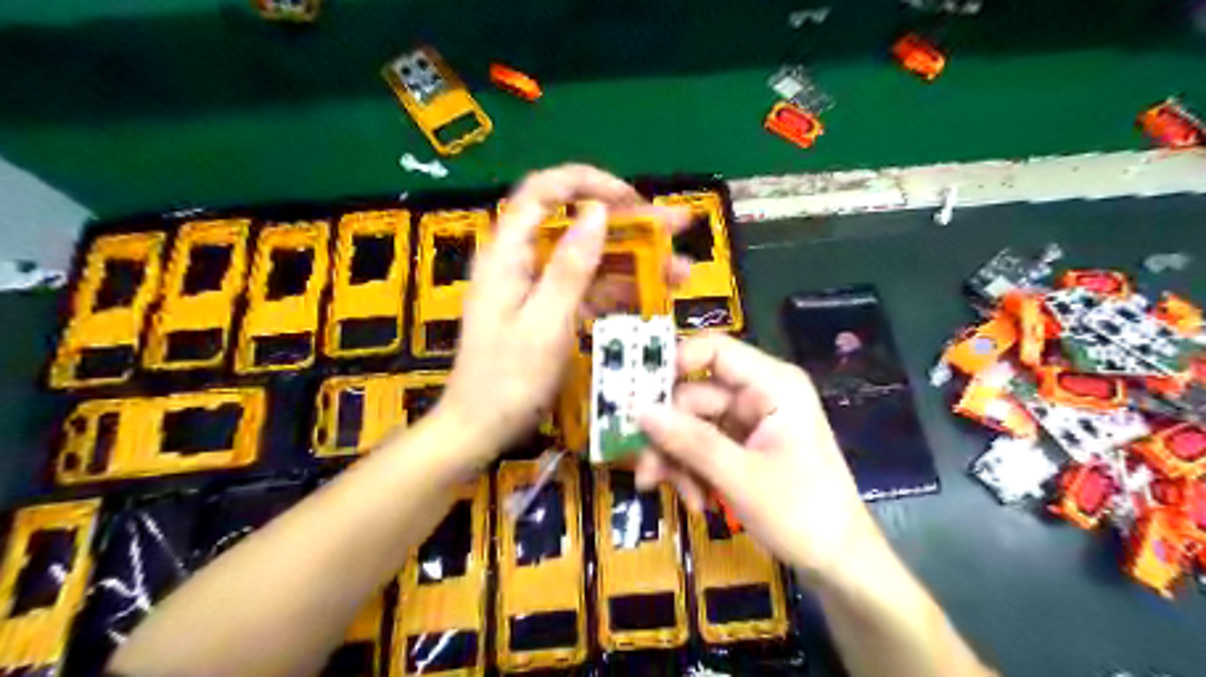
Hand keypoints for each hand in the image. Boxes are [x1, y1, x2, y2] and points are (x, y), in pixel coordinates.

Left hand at [443, 164, 686, 458]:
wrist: (480, 428)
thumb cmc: (507, 381)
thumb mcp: (543, 325)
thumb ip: (569, 268)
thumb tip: (596, 212)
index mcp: (508, 254)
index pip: (543, 192)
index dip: (589, 183)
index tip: (633, 200)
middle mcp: (522, 260)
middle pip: (576, 223)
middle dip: (630, 223)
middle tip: (678, 227)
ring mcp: (538, 286)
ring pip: (591, 258)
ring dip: (636, 260)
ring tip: (682, 270)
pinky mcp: (551, 309)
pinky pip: (589, 288)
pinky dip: (621, 290)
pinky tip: (656, 296)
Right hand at [635, 334, 881, 587]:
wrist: (839, 562)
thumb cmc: (802, 513)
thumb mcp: (741, 478)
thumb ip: (690, 442)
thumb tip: (639, 412)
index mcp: (772, 384)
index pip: (714, 350)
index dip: (673, 363)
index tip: (638, 395)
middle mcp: (758, 394)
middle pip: (694, 395)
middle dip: (669, 435)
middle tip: (645, 470)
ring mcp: (749, 421)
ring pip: (692, 424)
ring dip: (677, 459)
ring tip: (670, 493)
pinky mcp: (742, 445)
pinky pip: (702, 446)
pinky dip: (692, 471)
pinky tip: (696, 501)